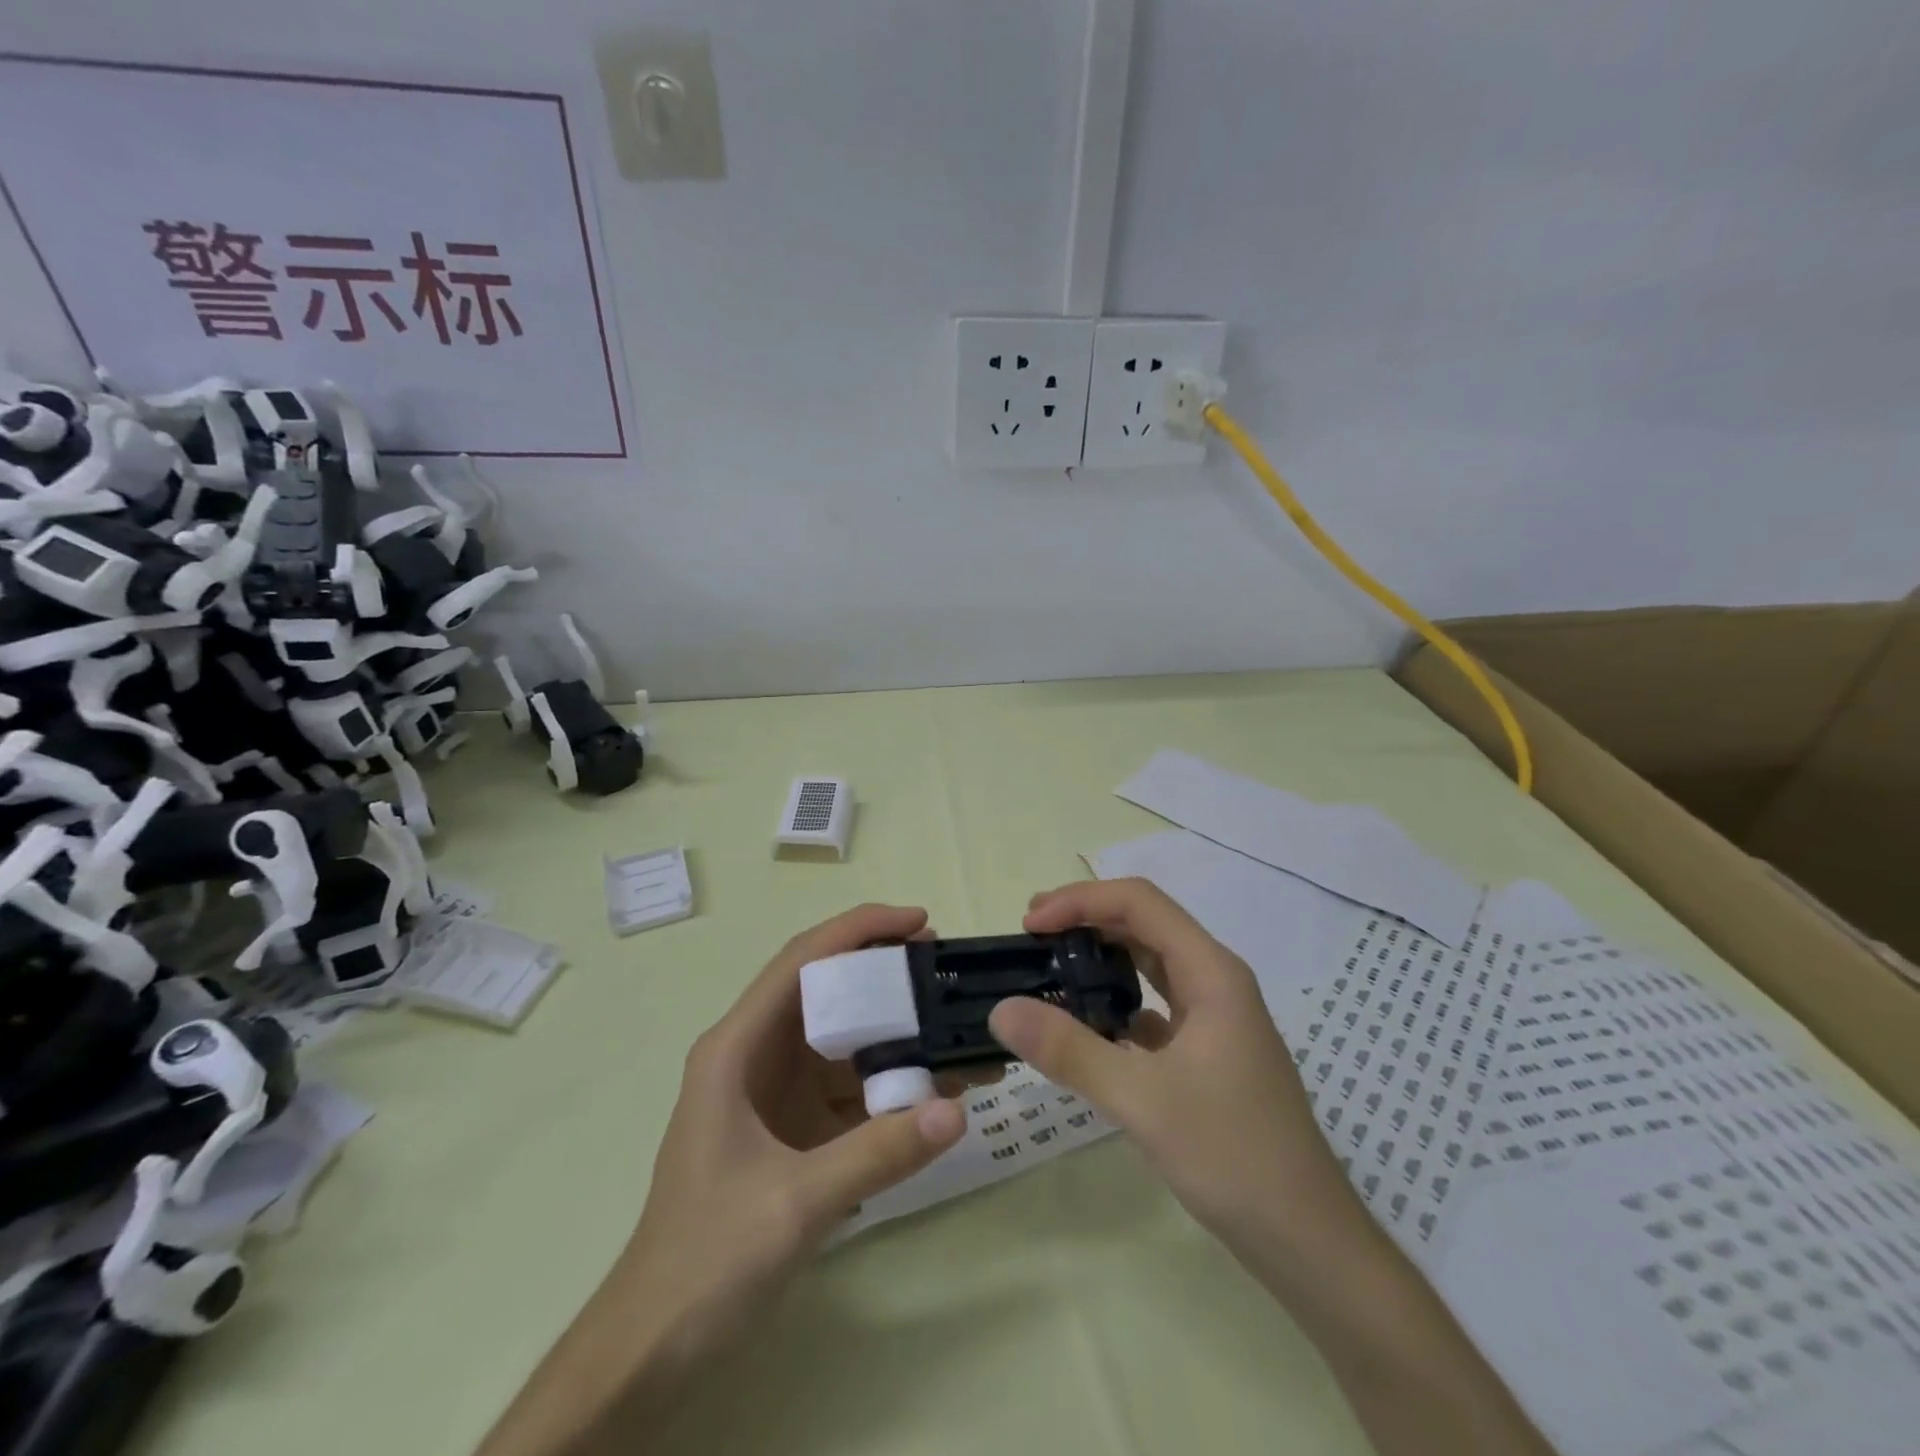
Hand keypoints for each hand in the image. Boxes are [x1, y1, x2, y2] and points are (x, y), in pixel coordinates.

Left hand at [618, 904, 966, 1354]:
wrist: (656, 1346)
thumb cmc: (707, 1258)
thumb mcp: (796, 1203)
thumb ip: (878, 1154)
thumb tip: (957, 1110)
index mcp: (736, 1048)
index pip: (802, 961)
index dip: (860, 929)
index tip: (920, 921)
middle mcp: (754, 1054)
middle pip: (826, 990)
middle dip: (885, 973)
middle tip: (946, 968)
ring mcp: (773, 1091)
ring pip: (841, 1038)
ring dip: (895, 1031)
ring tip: (954, 1026)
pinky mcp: (790, 1127)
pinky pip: (847, 1086)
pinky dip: (889, 1082)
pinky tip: (934, 1090)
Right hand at [990, 879, 1362, 1258]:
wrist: (1307, 1241)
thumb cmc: (1233, 1156)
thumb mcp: (1142, 1100)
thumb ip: (1069, 1050)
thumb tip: (1002, 1009)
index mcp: (1211, 972)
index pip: (1140, 903)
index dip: (1081, 901)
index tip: (1031, 924)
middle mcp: (1216, 982)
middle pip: (1145, 925)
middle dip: (1086, 921)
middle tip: (1031, 938)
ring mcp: (1215, 1018)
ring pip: (1150, 964)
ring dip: (1101, 959)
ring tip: (1052, 971)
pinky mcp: (1208, 1052)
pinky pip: (1155, 1006)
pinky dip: (1117, 1002)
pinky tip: (1088, 1027)